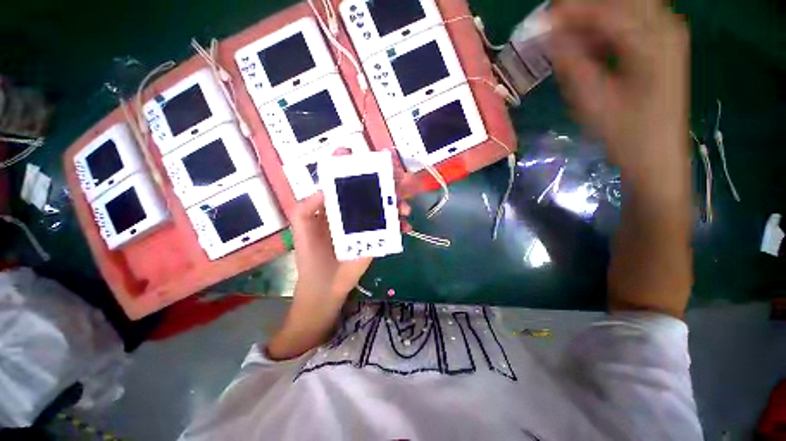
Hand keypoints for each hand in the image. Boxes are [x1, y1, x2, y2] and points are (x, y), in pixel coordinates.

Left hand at [290, 159, 411, 303]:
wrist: (326, 285)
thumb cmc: (311, 255)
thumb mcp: (302, 227)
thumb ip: (307, 205)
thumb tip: (326, 185)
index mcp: (335, 205)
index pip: (345, 180)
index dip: (351, 165)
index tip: (361, 154)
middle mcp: (353, 210)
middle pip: (371, 190)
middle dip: (387, 182)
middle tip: (400, 178)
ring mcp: (367, 224)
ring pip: (385, 206)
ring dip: (398, 202)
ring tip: (404, 206)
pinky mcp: (377, 238)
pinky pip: (392, 227)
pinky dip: (401, 224)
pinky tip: (406, 226)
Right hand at [550, 0, 692, 317]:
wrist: (658, 158)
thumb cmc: (625, 134)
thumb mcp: (590, 99)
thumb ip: (569, 61)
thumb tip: (545, 34)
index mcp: (650, 38)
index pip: (601, 7)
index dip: (565, 12)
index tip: (536, 23)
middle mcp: (664, 25)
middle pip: (615, 0)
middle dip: (578, 11)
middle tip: (548, 30)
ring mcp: (667, 33)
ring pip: (622, 8)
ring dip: (590, 20)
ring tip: (562, 41)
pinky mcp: (663, 45)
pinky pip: (629, 22)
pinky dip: (603, 29)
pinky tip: (586, 47)